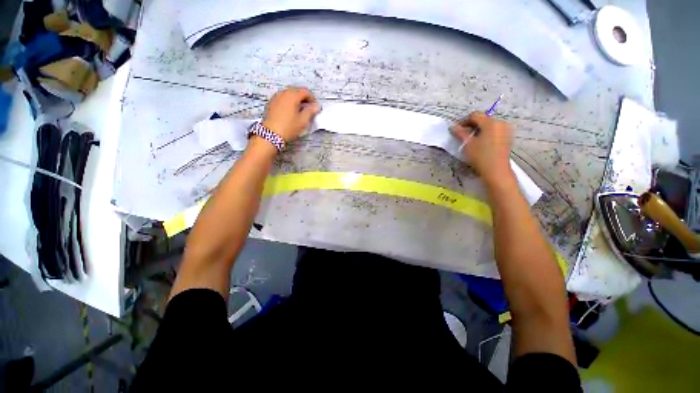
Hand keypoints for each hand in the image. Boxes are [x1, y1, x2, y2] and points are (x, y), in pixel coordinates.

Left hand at [262, 87, 320, 141]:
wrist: (270, 134)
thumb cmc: (289, 127)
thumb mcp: (303, 121)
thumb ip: (311, 111)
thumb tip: (316, 106)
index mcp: (293, 95)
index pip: (305, 91)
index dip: (312, 98)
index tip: (314, 108)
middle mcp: (283, 92)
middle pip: (296, 91)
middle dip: (303, 98)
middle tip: (308, 109)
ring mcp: (276, 97)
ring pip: (288, 94)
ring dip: (295, 100)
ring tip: (299, 111)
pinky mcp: (270, 103)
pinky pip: (282, 99)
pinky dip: (288, 102)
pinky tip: (289, 113)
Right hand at [450, 112, 513, 184]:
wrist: (496, 171)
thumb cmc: (481, 156)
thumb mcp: (468, 144)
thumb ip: (460, 133)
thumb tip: (452, 126)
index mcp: (491, 122)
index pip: (475, 115)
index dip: (463, 121)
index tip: (456, 129)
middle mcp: (500, 123)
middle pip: (483, 119)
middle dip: (471, 125)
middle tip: (462, 135)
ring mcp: (506, 130)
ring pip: (489, 125)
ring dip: (479, 130)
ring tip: (471, 139)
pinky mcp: (508, 137)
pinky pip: (495, 131)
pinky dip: (486, 133)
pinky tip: (480, 143)